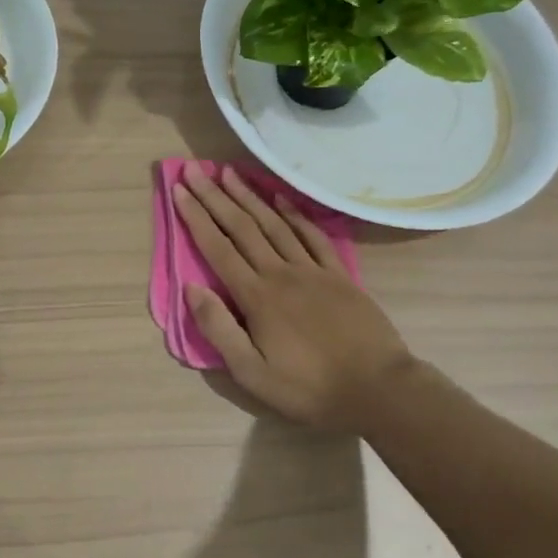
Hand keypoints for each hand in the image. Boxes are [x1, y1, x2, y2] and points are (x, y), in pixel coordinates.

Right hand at [173, 166, 420, 430]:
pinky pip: (312, 235)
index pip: (218, 248)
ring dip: (249, 196)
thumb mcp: (252, 373)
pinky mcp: (339, 274)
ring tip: (229, 172)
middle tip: (195, 168)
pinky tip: (280, 198)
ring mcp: (312, 270)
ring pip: (274, 223)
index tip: (179, 190)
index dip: (196, 217)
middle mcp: (281, 273)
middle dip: (215, 197)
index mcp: (257, 297)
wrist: (378, 388)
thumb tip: (192, 288)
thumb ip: (219, 329)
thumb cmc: (309, 387)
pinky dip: (294, 213)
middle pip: (242, 227)